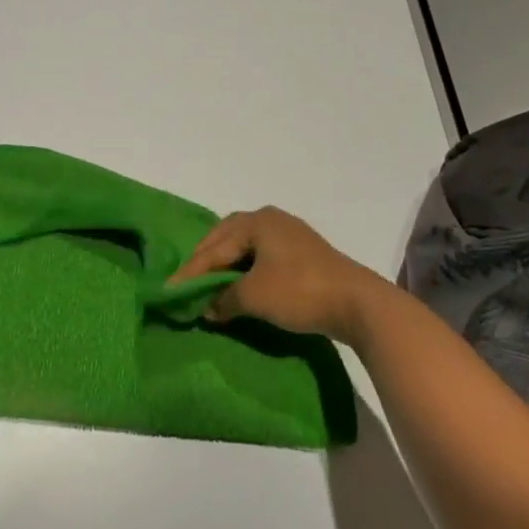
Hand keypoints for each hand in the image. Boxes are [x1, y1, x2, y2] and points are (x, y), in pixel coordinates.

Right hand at [167, 206, 389, 347]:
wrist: (358, 303)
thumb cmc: (299, 291)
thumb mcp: (253, 296)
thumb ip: (223, 299)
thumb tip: (207, 308)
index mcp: (256, 221)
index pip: (213, 247)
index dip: (190, 272)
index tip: (169, 291)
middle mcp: (271, 220)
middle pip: (227, 239)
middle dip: (207, 261)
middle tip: (189, 283)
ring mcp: (290, 235)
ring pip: (246, 248)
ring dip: (227, 267)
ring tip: (211, 285)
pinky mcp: (304, 255)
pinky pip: (263, 258)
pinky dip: (246, 271)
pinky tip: (241, 287)